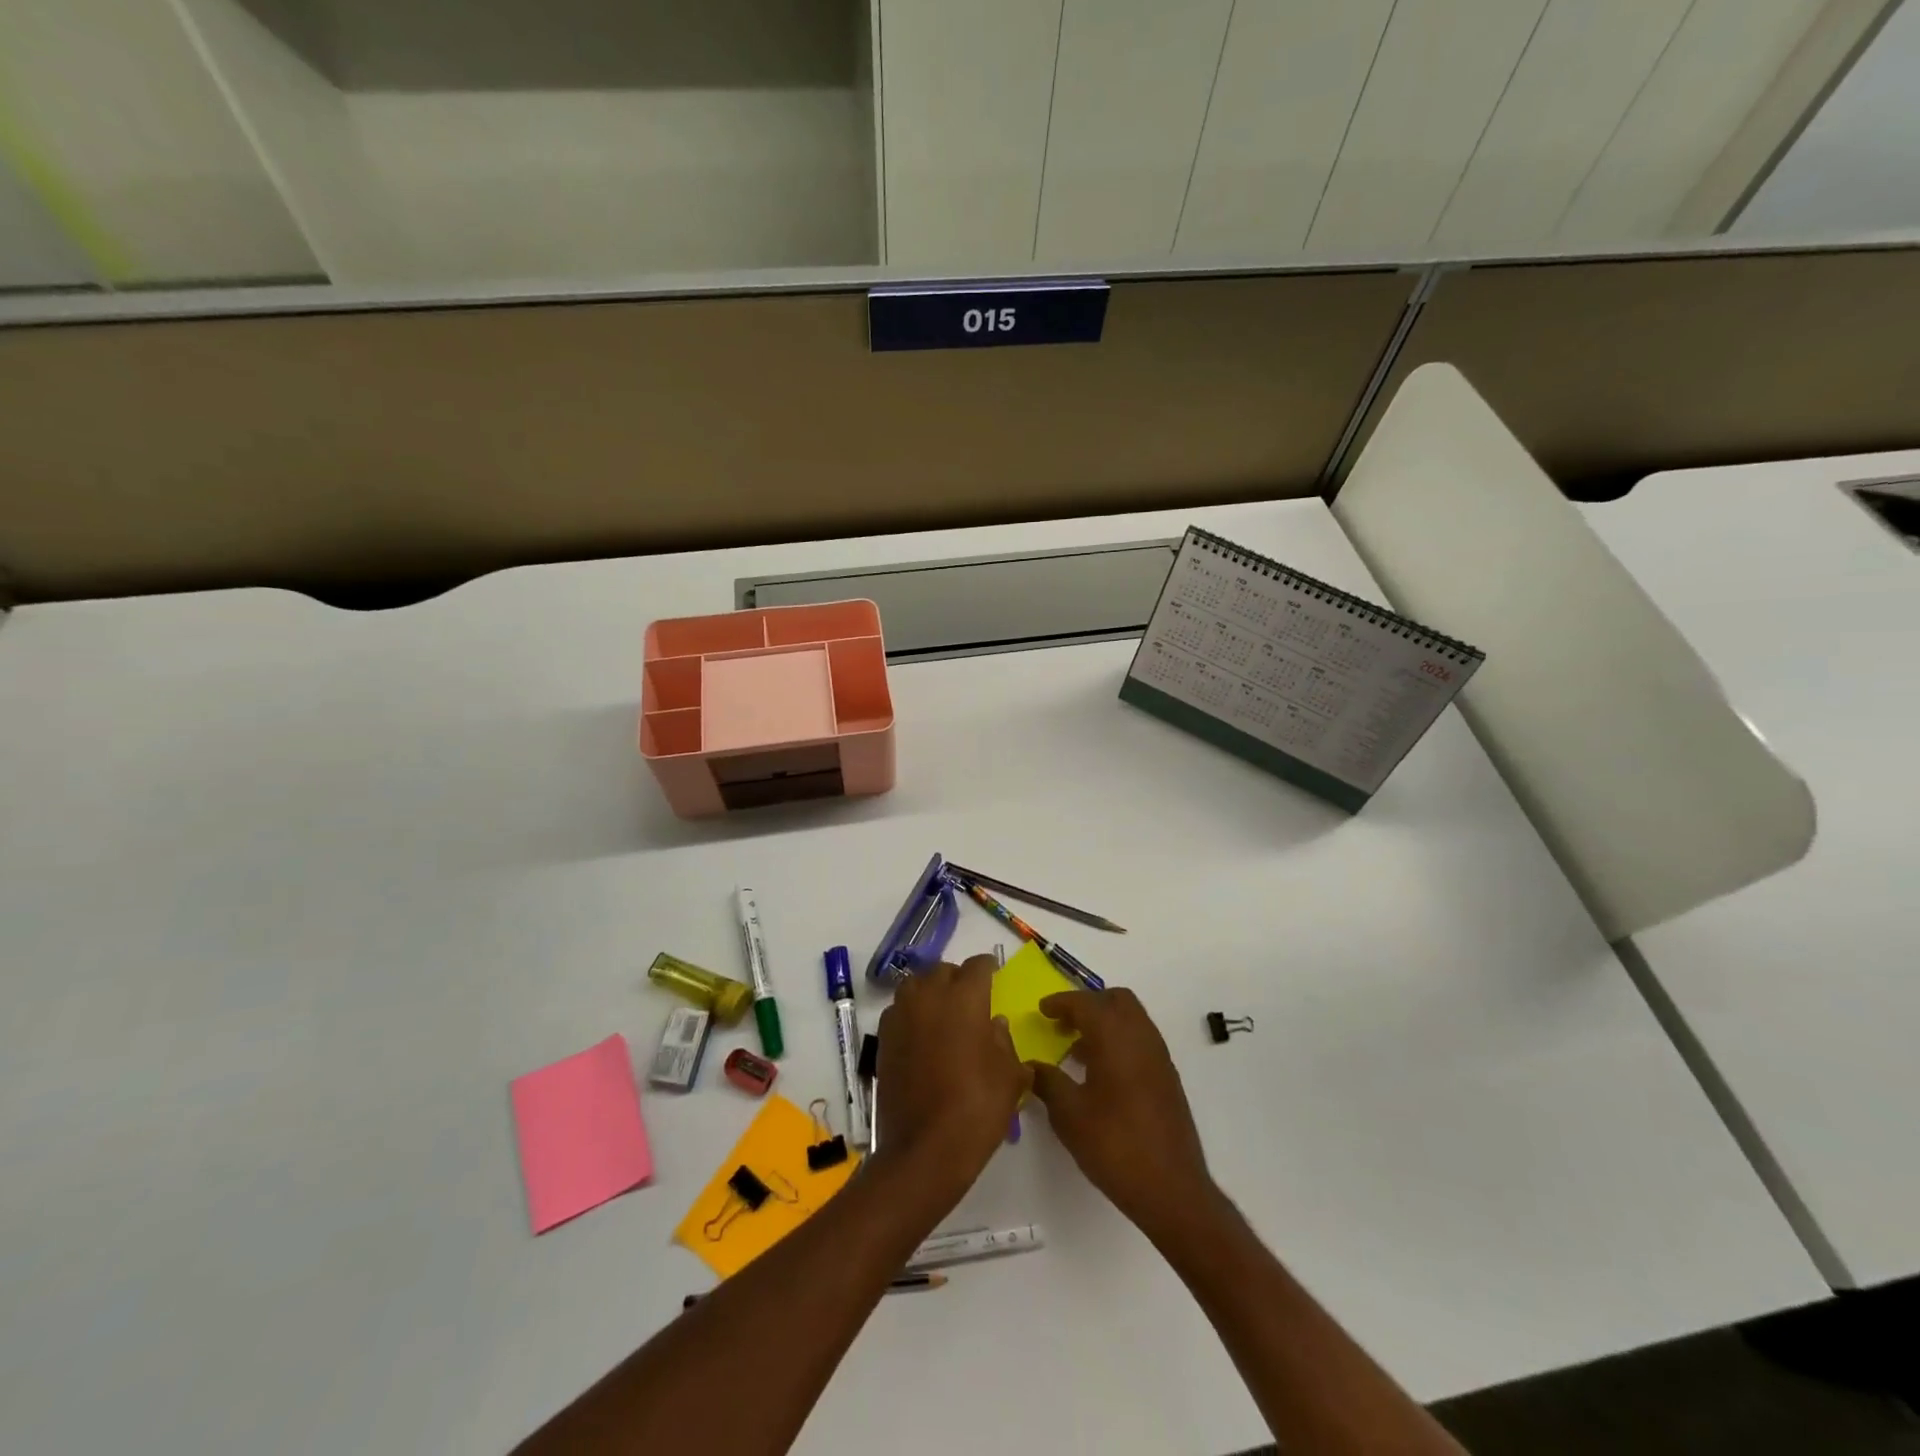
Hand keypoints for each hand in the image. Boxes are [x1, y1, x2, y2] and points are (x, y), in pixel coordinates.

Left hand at [873, 956, 1030, 1205]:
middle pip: (943, 971)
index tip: (994, 974)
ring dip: (930, 990)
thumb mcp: (1009, 1076)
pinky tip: (922, 1034)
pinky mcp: (883, 1038)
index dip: (988, 968)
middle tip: (971, 998)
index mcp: (964, 998)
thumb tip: (995, 1024)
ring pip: (916, 985)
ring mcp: (901, 1016)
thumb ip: (1004, 1042)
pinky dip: (912, 1013)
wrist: (923, 1150)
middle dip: (958, 978)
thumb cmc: (976, 1108)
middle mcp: (929, 996)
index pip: (977, 966)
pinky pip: (899, 1010)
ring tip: (943, 1011)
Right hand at [1028, 989, 1213, 1240]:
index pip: (1085, 1003)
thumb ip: (1047, 1082)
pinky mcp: (1167, 1077)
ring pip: (1131, 1018)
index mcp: (1114, 1037)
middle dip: (1087, 1004)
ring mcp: (1158, 1056)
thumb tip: (1029, 1065)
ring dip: (1105, 1021)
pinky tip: (1101, 1072)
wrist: (1172, 1189)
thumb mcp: (1069, 1115)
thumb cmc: (1115, 1146)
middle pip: (1115, 999)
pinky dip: (1119, 1039)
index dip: (1061, 1002)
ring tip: (1077, 1048)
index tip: (1042, 1010)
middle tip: (1063, 1023)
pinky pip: (1140, 1039)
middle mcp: (1141, 1037)